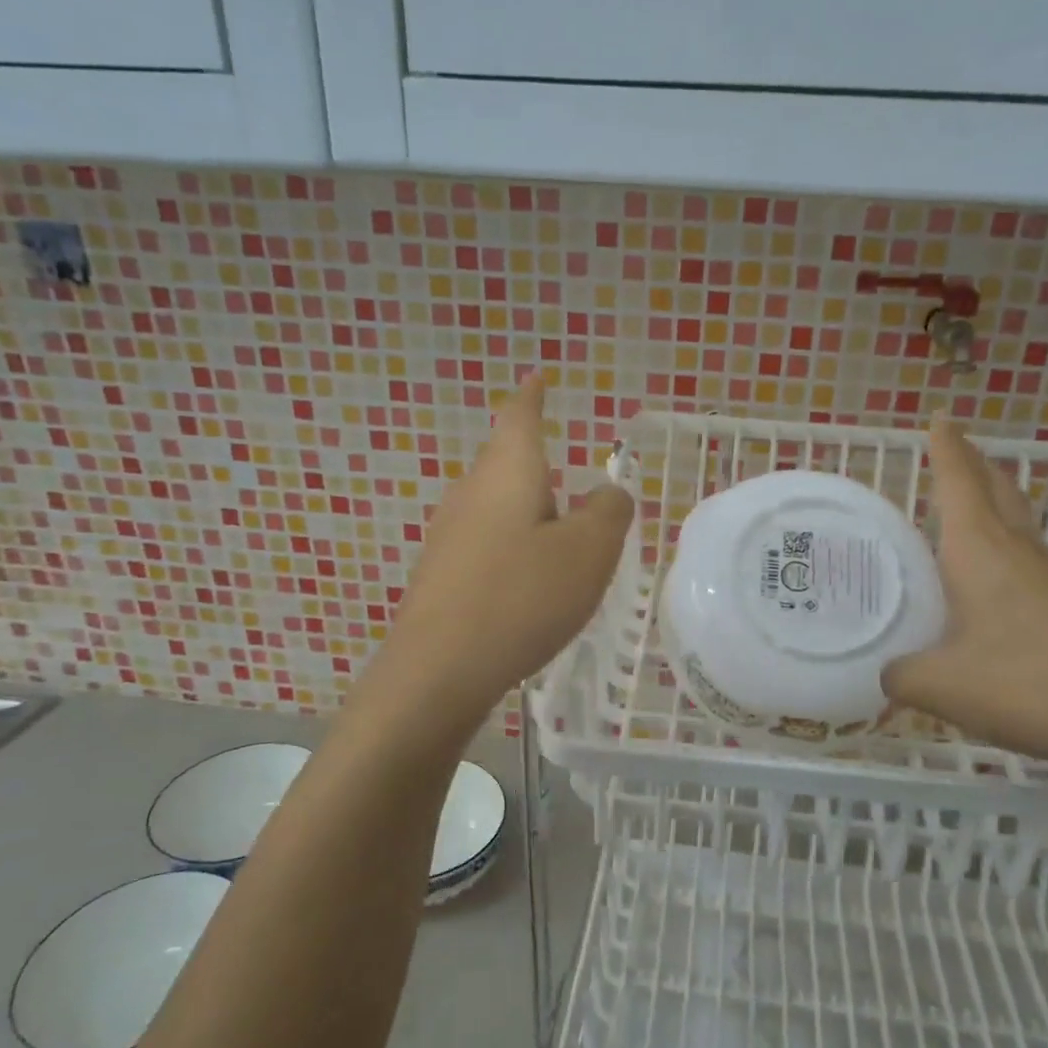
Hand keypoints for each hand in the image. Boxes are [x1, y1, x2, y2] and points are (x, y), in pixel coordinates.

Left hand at [368, 373, 633, 725]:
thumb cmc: (521, 597)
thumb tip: (608, 493)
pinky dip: (515, 550)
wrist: (439, 670)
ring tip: (561, 538)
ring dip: (530, 513)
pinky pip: (488, 545)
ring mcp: (450, 536)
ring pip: (497, 507)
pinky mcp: (443, 576)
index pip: (520, 417)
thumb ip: (609, 512)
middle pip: (506, 462)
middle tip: (571, 478)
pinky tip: (530, 583)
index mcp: (508, 473)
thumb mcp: (588, 552)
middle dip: (538, 463)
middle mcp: (471, 493)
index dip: (532, 396)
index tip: (537, 377)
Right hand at [883, 419, 1047, 798]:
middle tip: (954, 450)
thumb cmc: (1025, 687)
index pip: (961, 482)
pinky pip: (1032, 565)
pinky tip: (992, 589)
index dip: (947, 448)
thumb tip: (889, 674)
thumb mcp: (938, 686)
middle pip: (998, 491)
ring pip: (1020, 527)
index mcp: (982, 552)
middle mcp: (1021, 554)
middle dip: (975, 465)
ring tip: (965, 516)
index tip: (941, 417)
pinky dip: (1007, 555)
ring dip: (994, 508)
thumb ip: (899, 674)